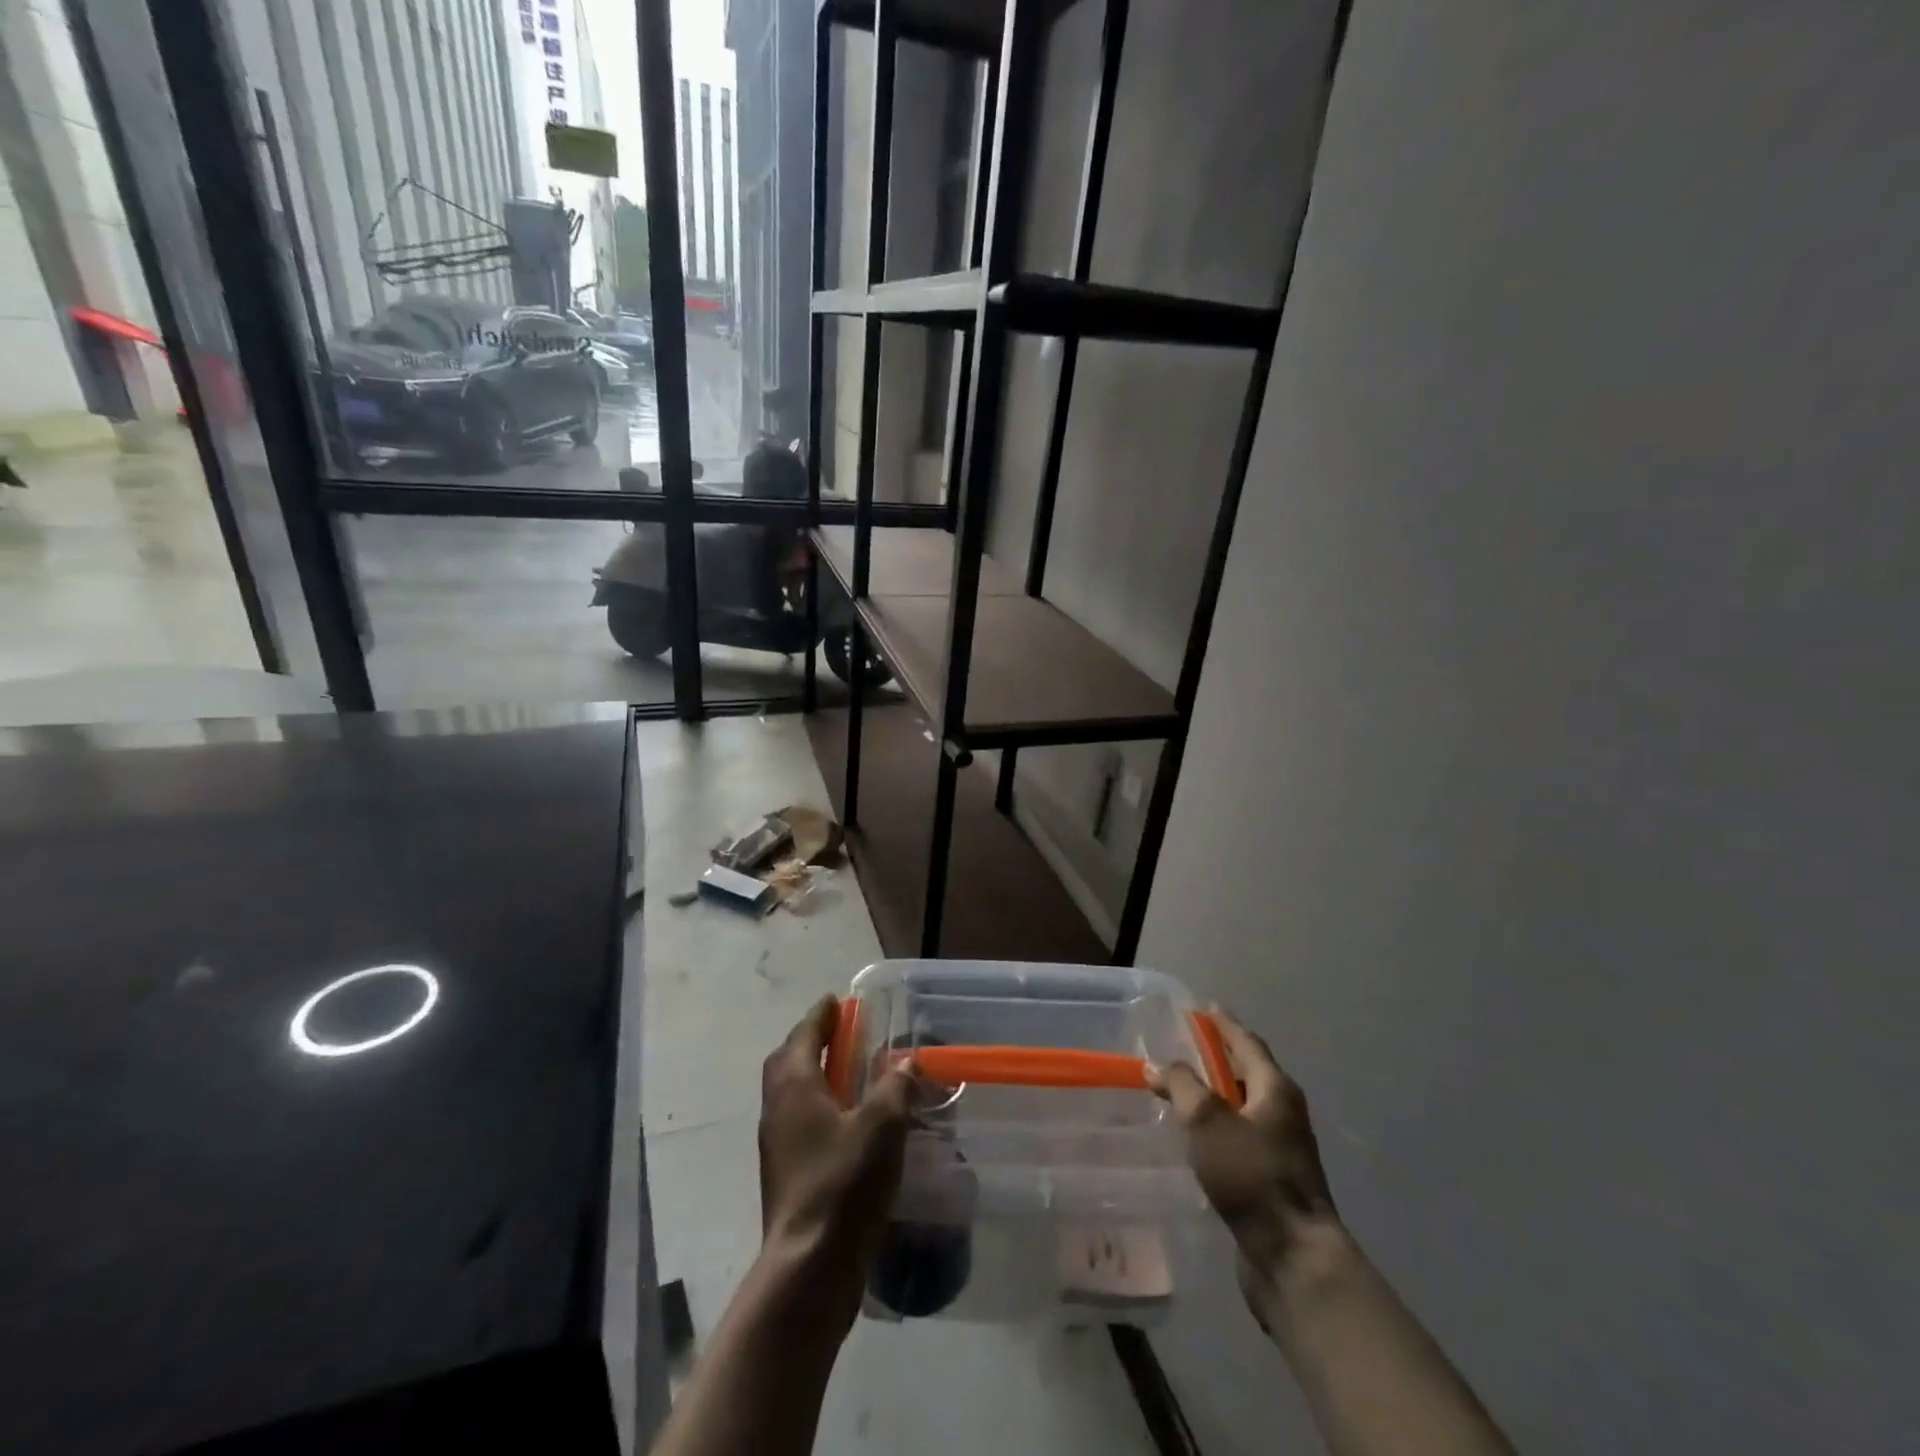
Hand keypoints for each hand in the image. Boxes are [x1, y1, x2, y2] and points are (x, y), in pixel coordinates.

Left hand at [757, 996, 915, 1335]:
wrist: (809, 1267)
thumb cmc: (843, 1183)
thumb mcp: (882, 1125)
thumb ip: (895, 1086)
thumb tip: (904, 1061)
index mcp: (794, 1086)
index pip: (803, 1035)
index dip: (819, 1015)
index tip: (835, 1000)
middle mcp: (777, 1109)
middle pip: (788, 1062)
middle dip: (811, 1042)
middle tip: (841, 1034)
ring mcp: (777, 1145)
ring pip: (791, 1094)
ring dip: (815, 1076)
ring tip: (849, 1075)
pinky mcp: (785, 1175)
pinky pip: (799, 1123)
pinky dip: (819, 1108)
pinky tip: (848, 1123)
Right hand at [1148, 1009, 1339, 1324]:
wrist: (1292, 1257)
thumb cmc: (1252, 1175)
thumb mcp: (1208, 1121)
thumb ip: (1181, 1085)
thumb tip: (1157, 1065)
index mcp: (1275, 1089)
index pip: (1246, 1042)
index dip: (1224, 1024)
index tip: (1204, 1007)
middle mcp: (1283, 1113)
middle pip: (1247, 1073)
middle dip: (1218, 1058)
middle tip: (1184, 1045)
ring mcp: (1280, 1149)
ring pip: (1241, 1108)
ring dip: (1214, 1095)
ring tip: (1181, 1088)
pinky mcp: (1269, 1180)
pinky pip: (1238, 1138)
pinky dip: (1216, 1128)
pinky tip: (1194, 1137)